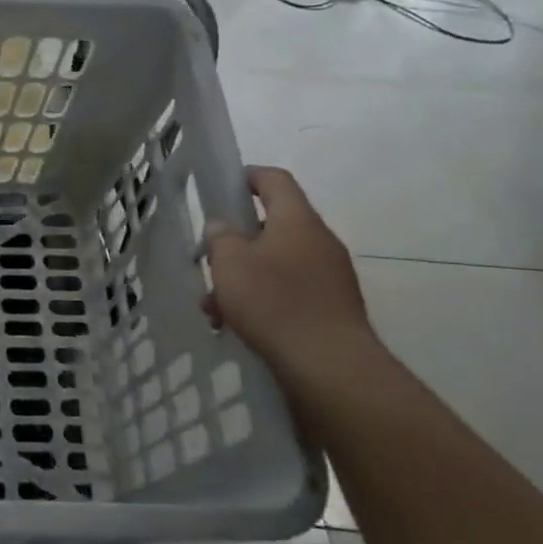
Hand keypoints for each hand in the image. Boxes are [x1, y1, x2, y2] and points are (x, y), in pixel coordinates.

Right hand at [205, 167, 375, 382]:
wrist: (329, 366)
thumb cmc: (273, 302)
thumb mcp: (229, 263)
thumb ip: (221, 237)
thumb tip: (223, 227)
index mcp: (297, 220)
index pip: (275, 180)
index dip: (247, 176)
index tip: (221, 187)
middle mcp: (319, 242)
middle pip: (273, 227)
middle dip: (237, 244)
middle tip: (211, 262)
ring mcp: (330, 277)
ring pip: (277, 264)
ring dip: (245, 278)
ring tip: (216, 308)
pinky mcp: (331, 309)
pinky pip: (290, 293)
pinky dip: (263, 302)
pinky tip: (238, 327)